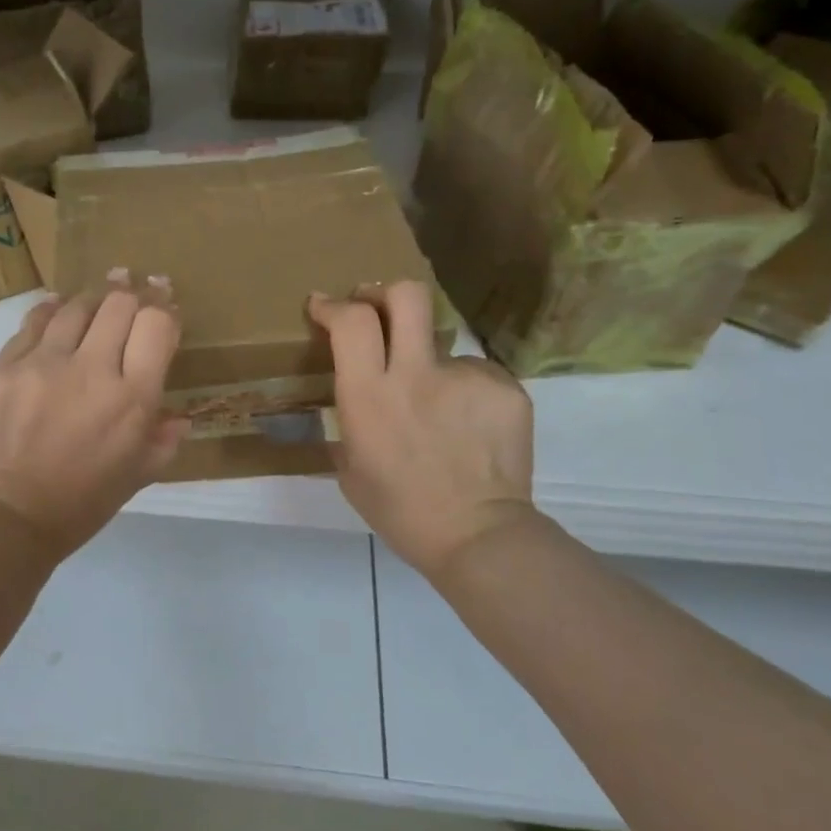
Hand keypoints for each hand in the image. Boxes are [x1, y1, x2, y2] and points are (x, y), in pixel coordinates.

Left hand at [0, 276, 187, 557]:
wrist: (10, 517)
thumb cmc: (84, 502)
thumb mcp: (139, 475)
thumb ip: (164, 439)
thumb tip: (181, 416)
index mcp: (133, 399)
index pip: (157, 325)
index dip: (165, 309)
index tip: (165, 307)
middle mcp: (92, 370)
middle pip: (120, 303)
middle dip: (134, 294)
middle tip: (136, 289)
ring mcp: (43, 363)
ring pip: (77, 305)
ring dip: (94, 299)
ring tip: (99, 300)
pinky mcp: (5, 366)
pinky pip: (34, 321)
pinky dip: (52, 311)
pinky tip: (58, 309)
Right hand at [307, 281, 536, 578]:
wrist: (478, 536)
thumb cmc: (399, 511)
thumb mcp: (350, 466)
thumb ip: (350, 419)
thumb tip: (358, 394)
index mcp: (369, 396)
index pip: (352, 321)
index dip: (334, 305)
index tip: (324, 306)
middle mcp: (417, 374)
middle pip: (406, 295)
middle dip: (385, 293)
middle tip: (377, 308)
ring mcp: (466, 378)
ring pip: (442, 344)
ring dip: (431, 364)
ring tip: (440, 411)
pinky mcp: (506, 388)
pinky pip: (476, 375)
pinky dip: (466, 393)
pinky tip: (469, 428)